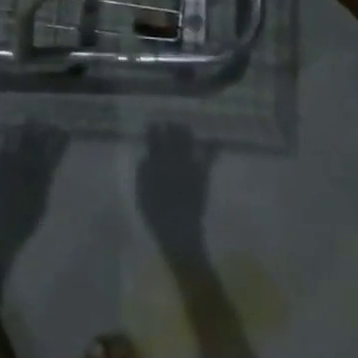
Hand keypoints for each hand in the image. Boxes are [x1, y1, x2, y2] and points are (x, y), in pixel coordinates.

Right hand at [136, 123, 212, 257]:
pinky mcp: (202, 175)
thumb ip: (143, 172)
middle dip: (171, 128)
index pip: (154, 138)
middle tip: (170, 125)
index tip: (154, 125)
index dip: (154, 130)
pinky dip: (212, 149)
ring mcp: (189, 166)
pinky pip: (207, 158)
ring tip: (184, 129)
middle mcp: (172, 159)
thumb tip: (147, 157)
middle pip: (172, 135)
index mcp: (156, 162)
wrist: (178, 232)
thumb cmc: (155, 214)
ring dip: (186, 133)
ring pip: (188, 141)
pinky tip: (215, 142)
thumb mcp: (141, 192)